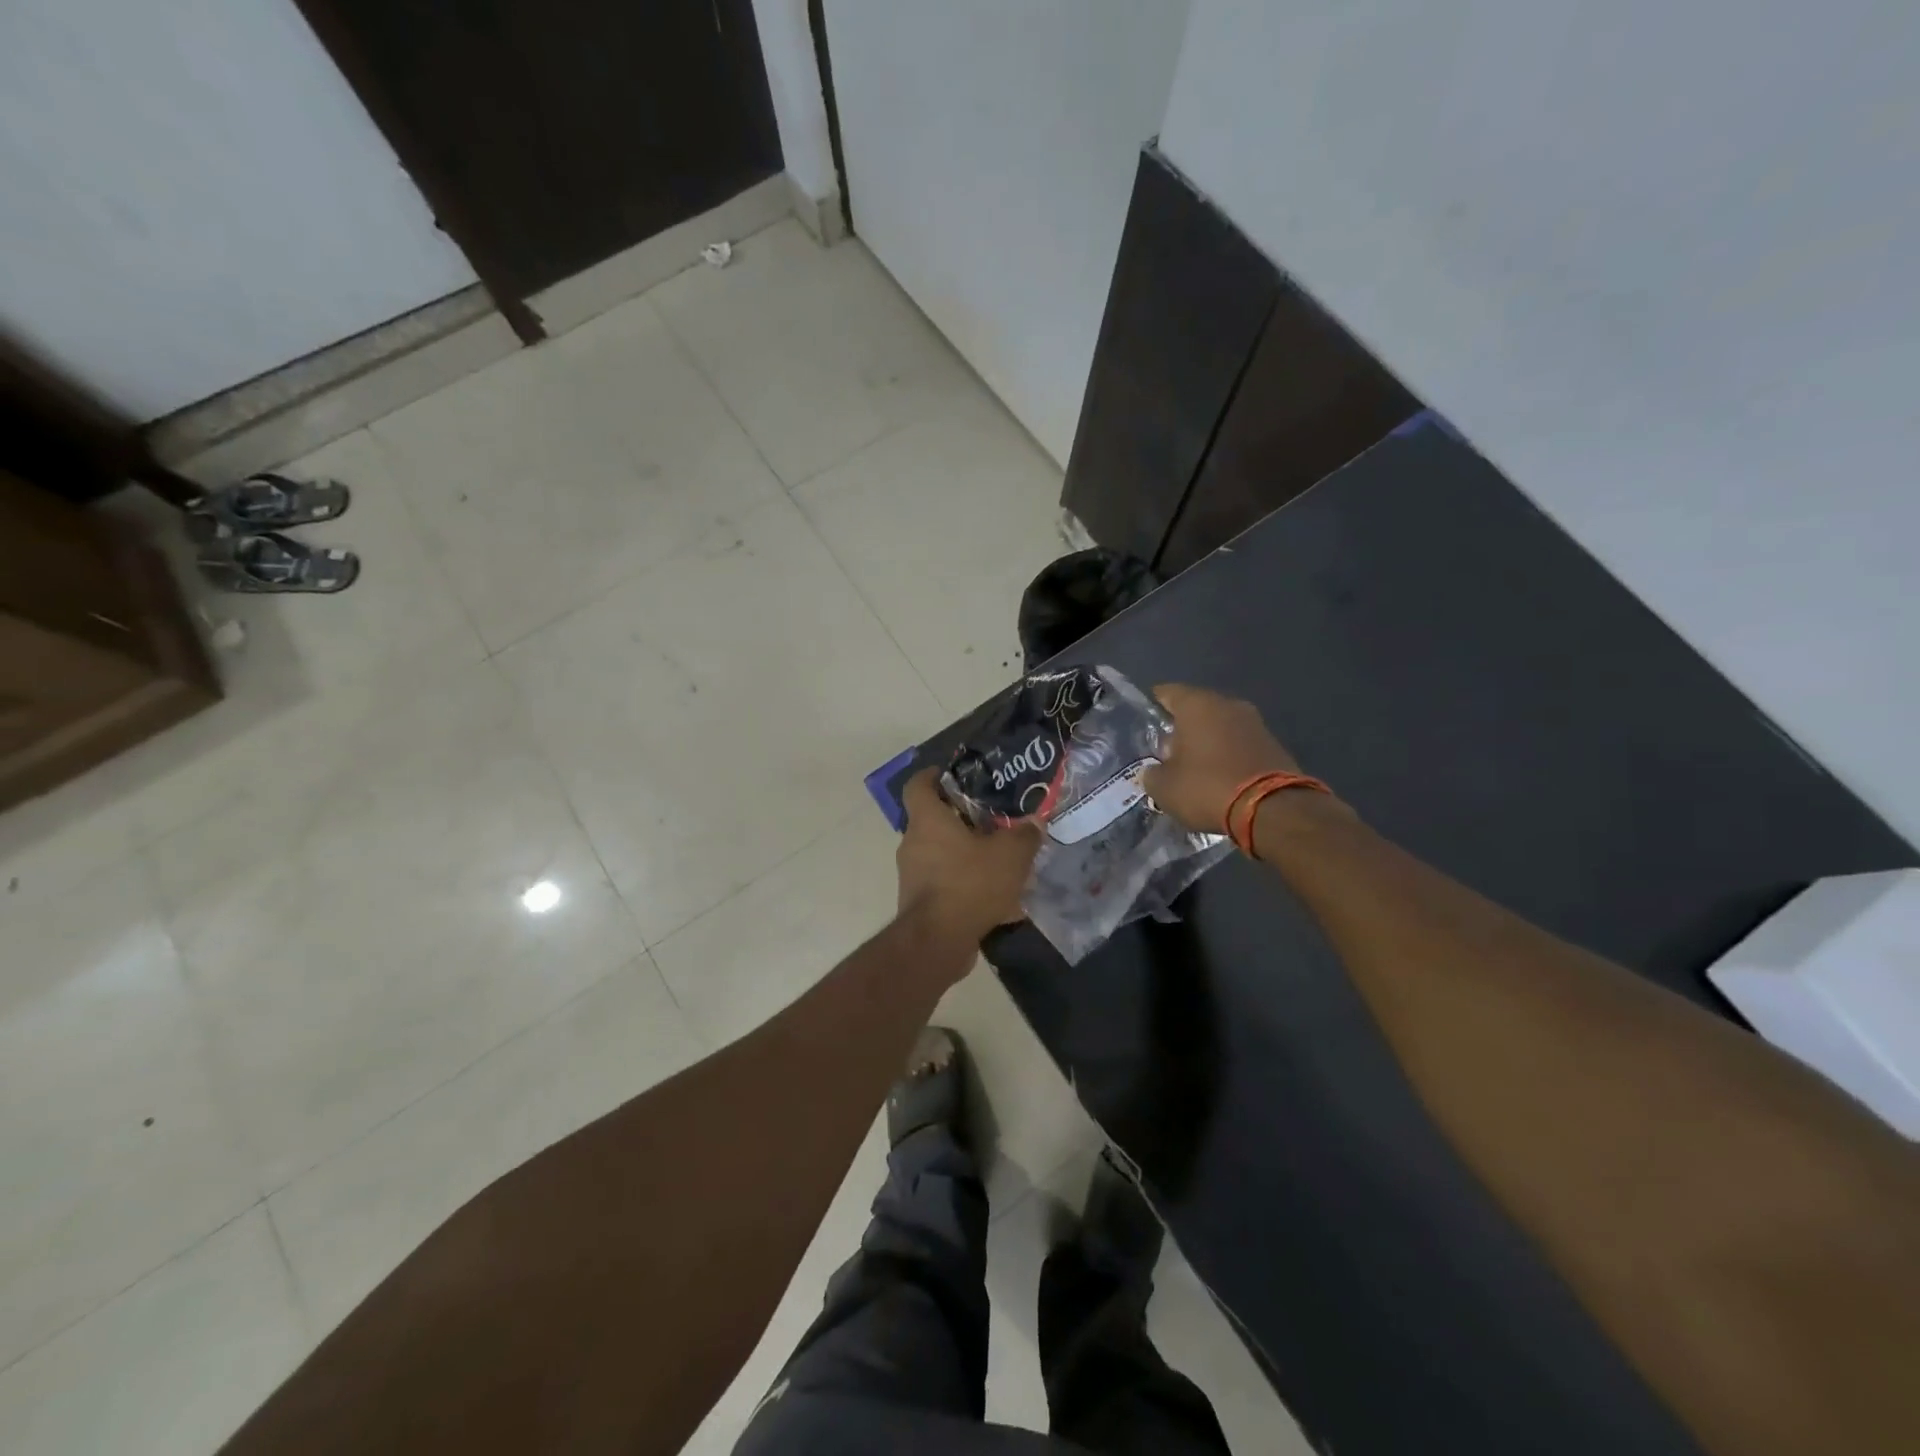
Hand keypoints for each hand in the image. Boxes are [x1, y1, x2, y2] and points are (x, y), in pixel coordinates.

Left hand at [896, 769, 1041, 943]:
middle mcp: (913, 843)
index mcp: (927, 820)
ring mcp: (913, 875)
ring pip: (941, 855)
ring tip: (999, 862)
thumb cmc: (970, 883)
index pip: (917, 785)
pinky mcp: (919, 903)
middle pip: (932, 821)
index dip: (931, 775)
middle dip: (961, 820)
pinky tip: (997, 899)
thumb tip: (1034, 823)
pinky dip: (966, 886)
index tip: (950, 775)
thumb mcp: (1010, 854)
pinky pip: (945, 885)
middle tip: (992, 821)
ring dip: (965, 856)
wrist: (938, 941)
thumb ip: (1024, 835)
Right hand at [1141, 684, 1301, 833]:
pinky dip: (1228, 755)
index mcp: (1197, 704)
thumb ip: (1152, 774)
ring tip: (1193, 768)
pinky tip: (1219, 777)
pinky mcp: (1274, 744)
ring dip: (1206, 742)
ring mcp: (1255, 722)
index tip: (1144, 725)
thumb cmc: (1208, 787)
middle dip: (1180, 729)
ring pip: (1220, 726)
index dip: (1152, 707)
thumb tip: (1153, 772)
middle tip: (1166, 753)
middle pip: (1195, 709)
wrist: (1273, 810)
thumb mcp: (1164, 788)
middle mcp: (1228, 704)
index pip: (1166, 693)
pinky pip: (1240, 744)